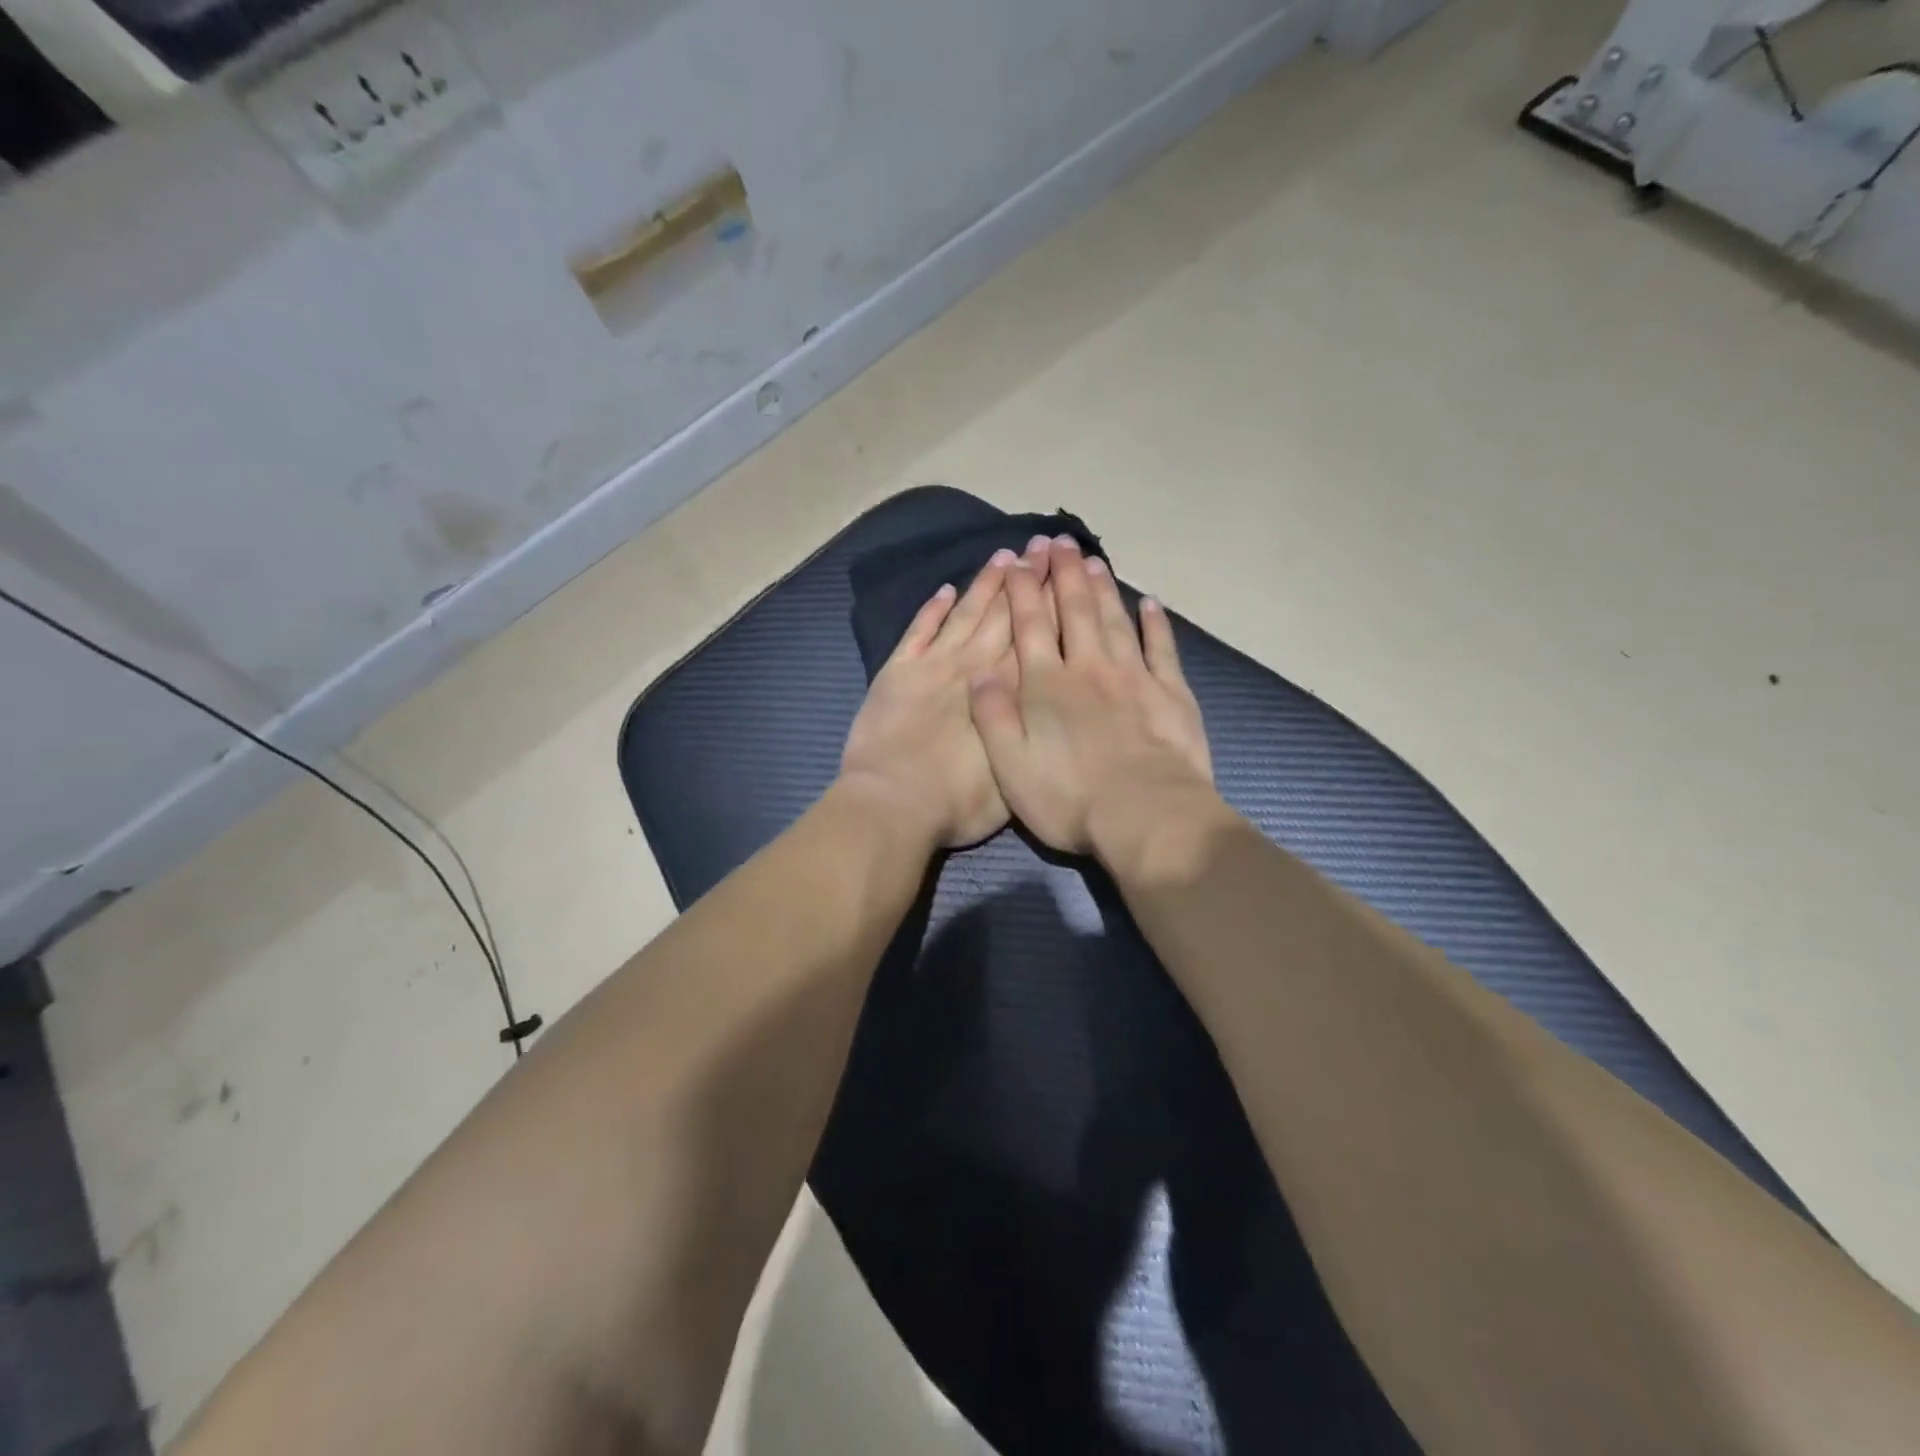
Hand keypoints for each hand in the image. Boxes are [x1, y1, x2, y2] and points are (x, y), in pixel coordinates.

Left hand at [839, 548, 1027, 848]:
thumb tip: (1046, 700)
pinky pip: (918, 631)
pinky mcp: (897, 672)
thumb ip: (1031, 729)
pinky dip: (931, 609)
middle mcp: (973, 667)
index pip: (1035, 637)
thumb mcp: (1016, 774)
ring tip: (1004, 555)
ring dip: (985, 585)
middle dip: (1026, 580)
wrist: (894, 803)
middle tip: (1043, 546)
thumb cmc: (960, 802)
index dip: (1052, 603)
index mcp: (1006, 691)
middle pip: (1005, 615)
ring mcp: (933, 665)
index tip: (1064, 572)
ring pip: (965, 614)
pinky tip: (945, 589)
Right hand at [968, 536, 1216, 862]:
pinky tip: (1150, 604)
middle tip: (1059, 542)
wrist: (1146, 816)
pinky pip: (1161, 648)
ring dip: (1103, 588)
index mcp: (1047, 685)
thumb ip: (992, 716)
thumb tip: (979, 672)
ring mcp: (1134, 677)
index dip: (1022, 590)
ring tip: (1094, 559)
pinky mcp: (1171, 693)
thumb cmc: (1070, 797)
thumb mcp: (1010, 765)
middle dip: (1064, 574)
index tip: (1018, 560)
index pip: (1030, 625)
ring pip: (1114, 620)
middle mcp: (1089, 668)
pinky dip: (1155, 624)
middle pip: (1075, 610)